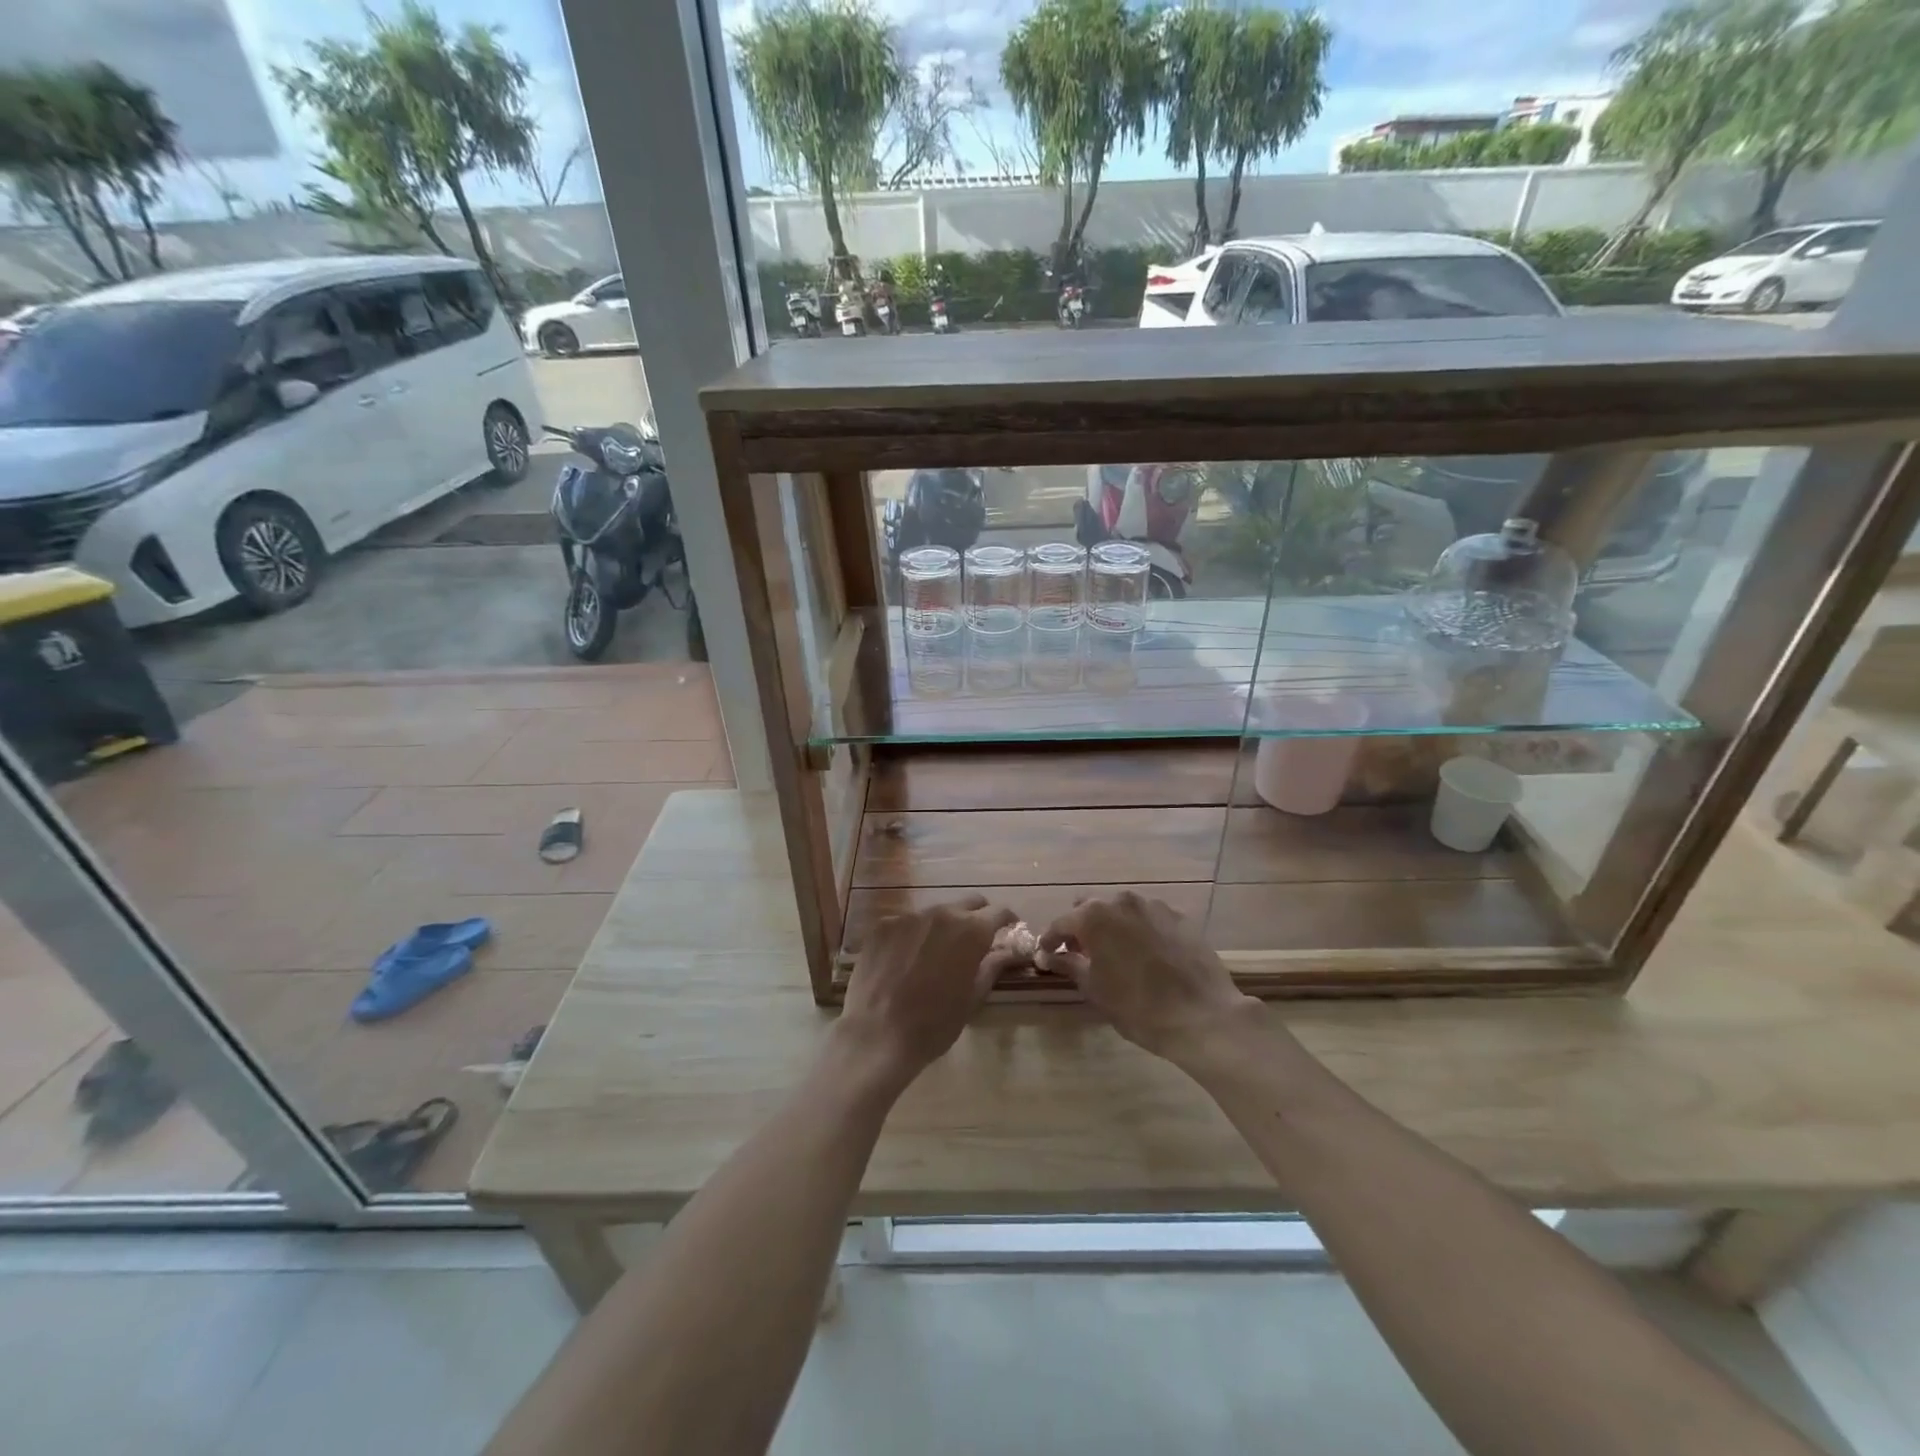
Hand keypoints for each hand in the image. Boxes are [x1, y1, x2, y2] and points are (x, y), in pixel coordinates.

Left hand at [837, 896, 1017, 1088]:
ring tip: (936, 953)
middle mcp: (942, 913)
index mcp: (971, 930)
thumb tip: (1010, 952)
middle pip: (968, 903)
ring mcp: (909, 916)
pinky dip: (913, 935)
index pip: (999, 912)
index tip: (1009, 930)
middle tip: (976, 940)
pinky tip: (906, 959)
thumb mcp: (973, 997)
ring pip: (935, 912)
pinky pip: (906, 923)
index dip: (1008, 920)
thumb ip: (993, 966)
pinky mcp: (883, 925)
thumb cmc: (935, 1023)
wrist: (879, 1035)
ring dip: (943, 926)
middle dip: (977, 917)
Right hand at [1040, 891, 1260, 1062]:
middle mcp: (1121, 901)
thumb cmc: (1139, 1007)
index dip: (1050, 939)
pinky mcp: (1179, 916)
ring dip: (1112, 927)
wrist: (1203, 1015)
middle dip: (1081, 928)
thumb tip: (1047, 955)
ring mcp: (1154, 906)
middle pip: (1090, 908)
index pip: (1061, 923)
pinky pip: (1149, 918)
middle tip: (1081, 954)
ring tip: (1116, 954)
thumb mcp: (1095, 989)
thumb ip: (1068, 964)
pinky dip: (1140, 931)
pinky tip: (1146, 955)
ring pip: (1121, 910)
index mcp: (1094, 916)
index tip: (1045, 954)